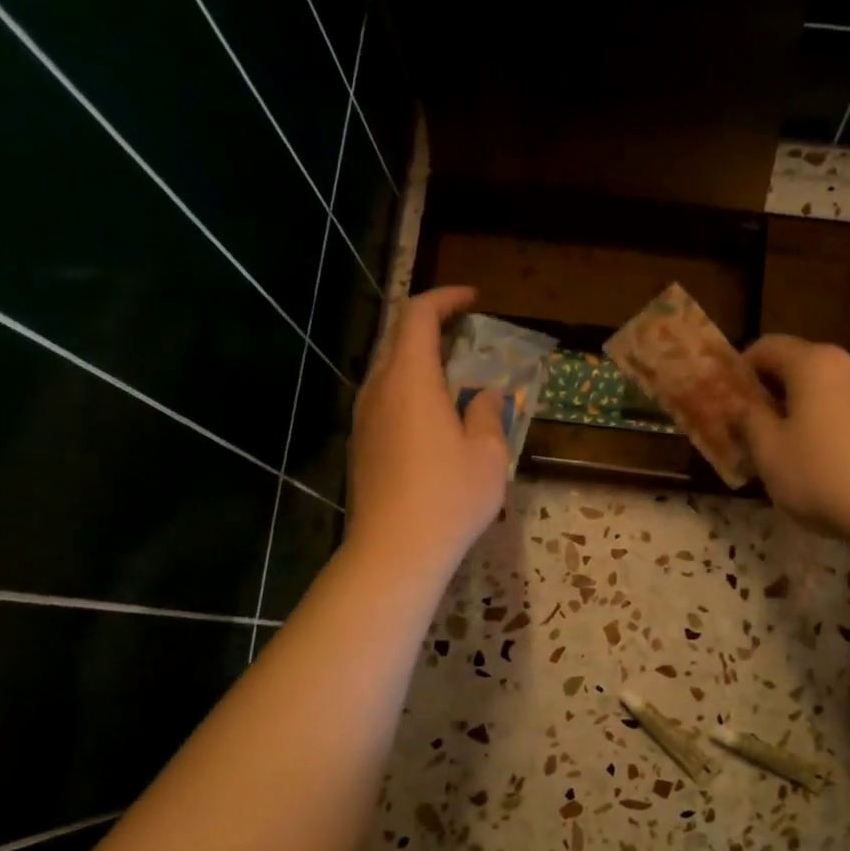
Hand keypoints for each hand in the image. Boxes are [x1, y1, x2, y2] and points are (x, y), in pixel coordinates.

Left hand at [345, 287, 507, 580]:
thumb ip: (488, 414)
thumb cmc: (448, 497)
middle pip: (398, 338)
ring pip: (388, 370)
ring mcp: (364, 418)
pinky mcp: (361, 444)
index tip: (473, 300)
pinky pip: (385, 399)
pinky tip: (433, 416)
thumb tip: (485, 396)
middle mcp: (379, 389)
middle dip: (431, 325)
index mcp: (410, 380)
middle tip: (465, 332)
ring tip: (453, 376)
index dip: (446, 299)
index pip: (419, 316)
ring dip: (419, 360)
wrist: (393, 551)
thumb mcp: (487, 454)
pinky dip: (410, 389)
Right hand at [740, 335, 849, 546]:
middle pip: (798, 366)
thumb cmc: (824, 476)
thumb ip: (748, 420)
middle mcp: (848, 364)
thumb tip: (737, 402)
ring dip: (799, 411)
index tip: (727, 400)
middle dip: (770, 393)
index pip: (767, 346)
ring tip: (785, 450)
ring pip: (824, 390)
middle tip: (750, 430)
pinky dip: (826, 424)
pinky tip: (822, 462)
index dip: (740, 369)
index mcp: (813, 363)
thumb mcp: (770, 452)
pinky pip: (847, 410)